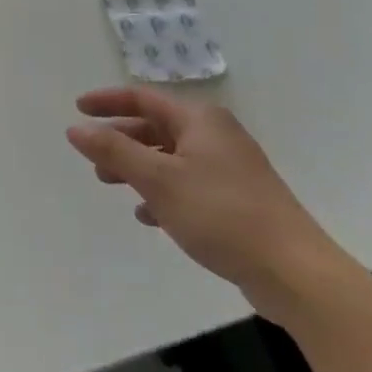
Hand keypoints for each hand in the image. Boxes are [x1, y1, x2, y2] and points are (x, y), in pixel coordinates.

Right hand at [67, 87, 347, 317]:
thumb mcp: (157, 179)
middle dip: (121, 140)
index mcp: (200, 120)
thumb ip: (113, 150)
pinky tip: (148, 216)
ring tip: (111, 184)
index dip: (107, 101)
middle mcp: (216, 136)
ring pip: (170, 157)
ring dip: (138, 167)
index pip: (143, 98)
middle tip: (92, 157)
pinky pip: (188, 184)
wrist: (296, 274)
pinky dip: (162, 192)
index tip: (77, 109)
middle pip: (156, 127)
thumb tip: (75, 128)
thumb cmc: (221, 214)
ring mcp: (231, 169)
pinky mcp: (238, 200)